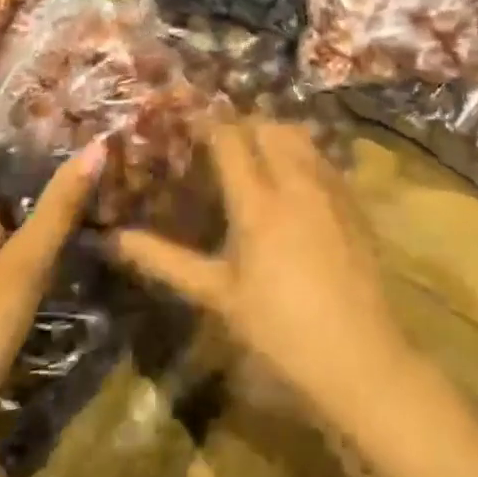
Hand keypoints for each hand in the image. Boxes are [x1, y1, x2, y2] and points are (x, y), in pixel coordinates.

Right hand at [109, 120, 409, 420]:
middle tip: (220, 142)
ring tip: (255, 154)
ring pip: (299, 135)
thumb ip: (167, 261)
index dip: (206, 121)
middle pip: (266, 125)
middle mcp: (294, 181)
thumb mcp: (218, 296)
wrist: (361, 358)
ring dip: (273, 133)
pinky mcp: (353, 202)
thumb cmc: (279, 330)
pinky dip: (302, 153)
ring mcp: (329, 188)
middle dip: (240, 123)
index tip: (186, 118)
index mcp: (256, 202)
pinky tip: (293, 181)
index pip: (228, 138)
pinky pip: (323, 157)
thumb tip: (116, 238)